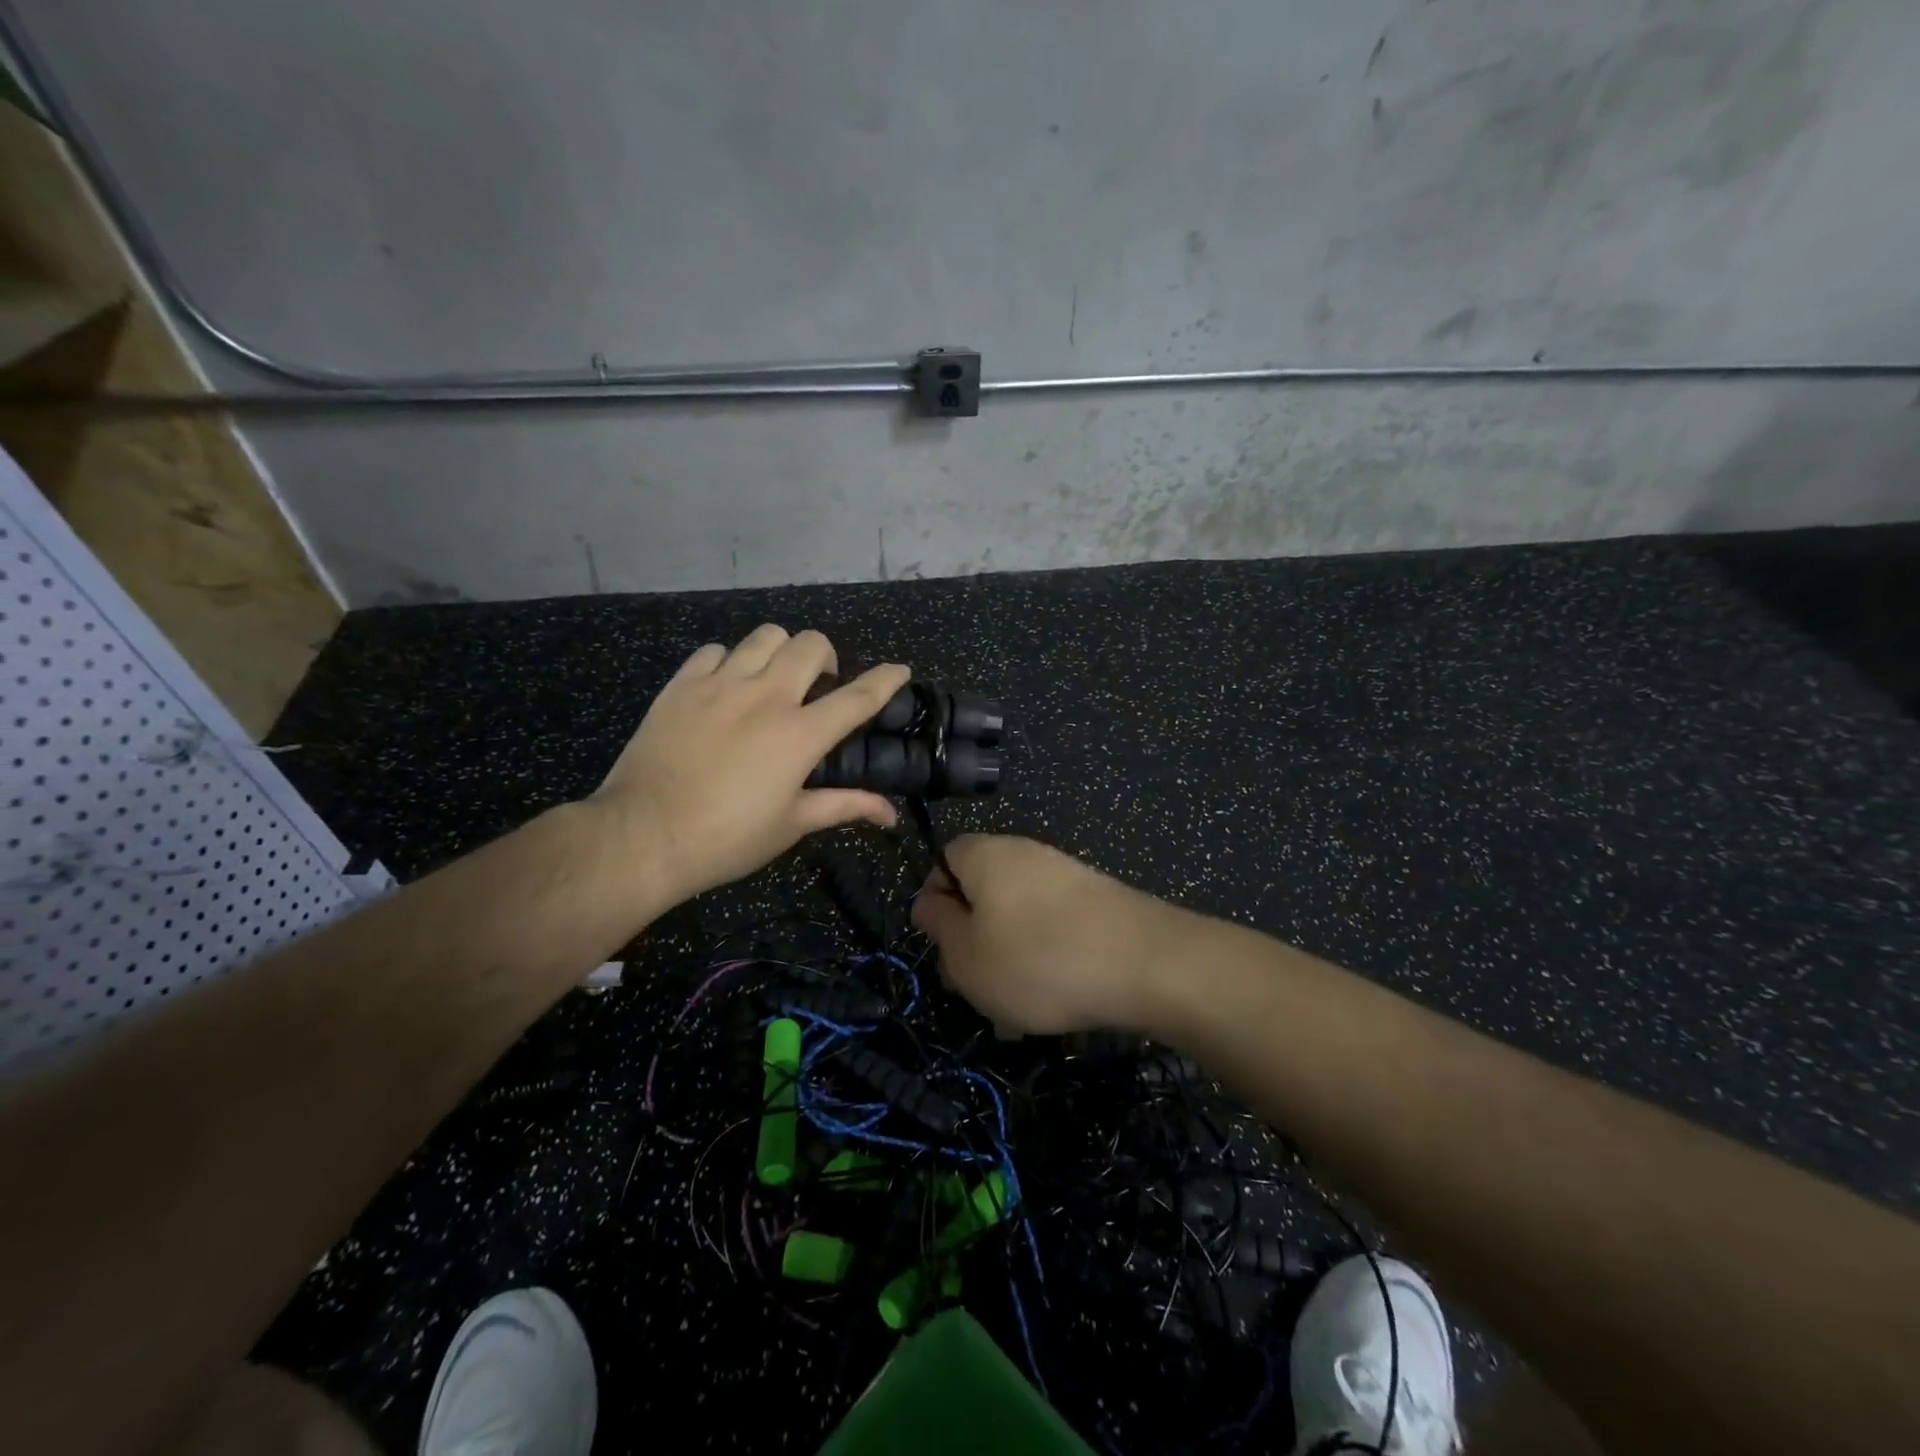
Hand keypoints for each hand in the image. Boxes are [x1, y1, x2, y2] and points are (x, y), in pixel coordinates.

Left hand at [590, 625, 909, 909]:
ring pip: (765, 636)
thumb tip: (890, 813)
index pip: (858, 696)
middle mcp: (766, 697)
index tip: (900, 671)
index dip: (885, 679)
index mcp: (800, 734)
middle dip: (826, 659)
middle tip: (817, 688)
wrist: (643, 836)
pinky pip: (714, 651)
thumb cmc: (727, 838)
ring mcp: (720, 684)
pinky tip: (725, 687)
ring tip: (773, 679)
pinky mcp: (682, 685)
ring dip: (780, 652)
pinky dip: (729, 662)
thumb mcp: (792, 824)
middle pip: (811, 645)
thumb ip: (845, 806)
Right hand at [912, 835, 1173, 1034]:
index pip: (944, 858)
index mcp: (987, 854)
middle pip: (983, 890)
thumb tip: (927, 902)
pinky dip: (1046, 960)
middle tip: (975, 986)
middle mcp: (1027, 853)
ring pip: (1019, 917)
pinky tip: (1055, 1003)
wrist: (1147, 964)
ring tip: (1015, 1012)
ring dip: (1009, 959)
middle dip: (973, 938)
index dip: (935, 900)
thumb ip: (939, 926)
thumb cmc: (1037, 960)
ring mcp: (1068, 875)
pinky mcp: (1099, 901)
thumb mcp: (967, 956)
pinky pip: (1055, 928)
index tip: (941, 944)